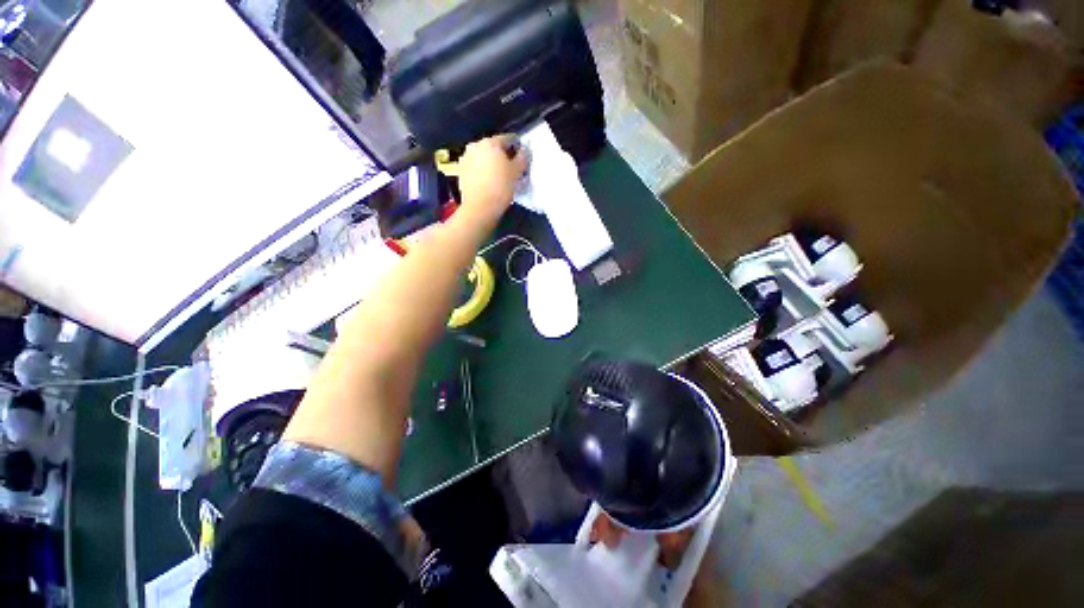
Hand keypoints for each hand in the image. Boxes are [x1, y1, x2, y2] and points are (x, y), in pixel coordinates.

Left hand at [456, 135, 527, 219]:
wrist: (479, 207)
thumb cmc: (500, 187)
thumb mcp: (517, 172)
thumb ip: (522, 158)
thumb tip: (524, 150)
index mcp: (490, 142)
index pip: (507, 139)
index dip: (517, 146)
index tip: (522, 156)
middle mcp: (475, 146)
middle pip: (493, 147)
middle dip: (502, 155)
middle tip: (511, 167)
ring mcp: (465, 158)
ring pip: (483, 157)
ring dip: (491, 163)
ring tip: (500, 176)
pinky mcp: (461, 172)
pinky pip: (475, 168)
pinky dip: (483, 171)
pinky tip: (489, 182)